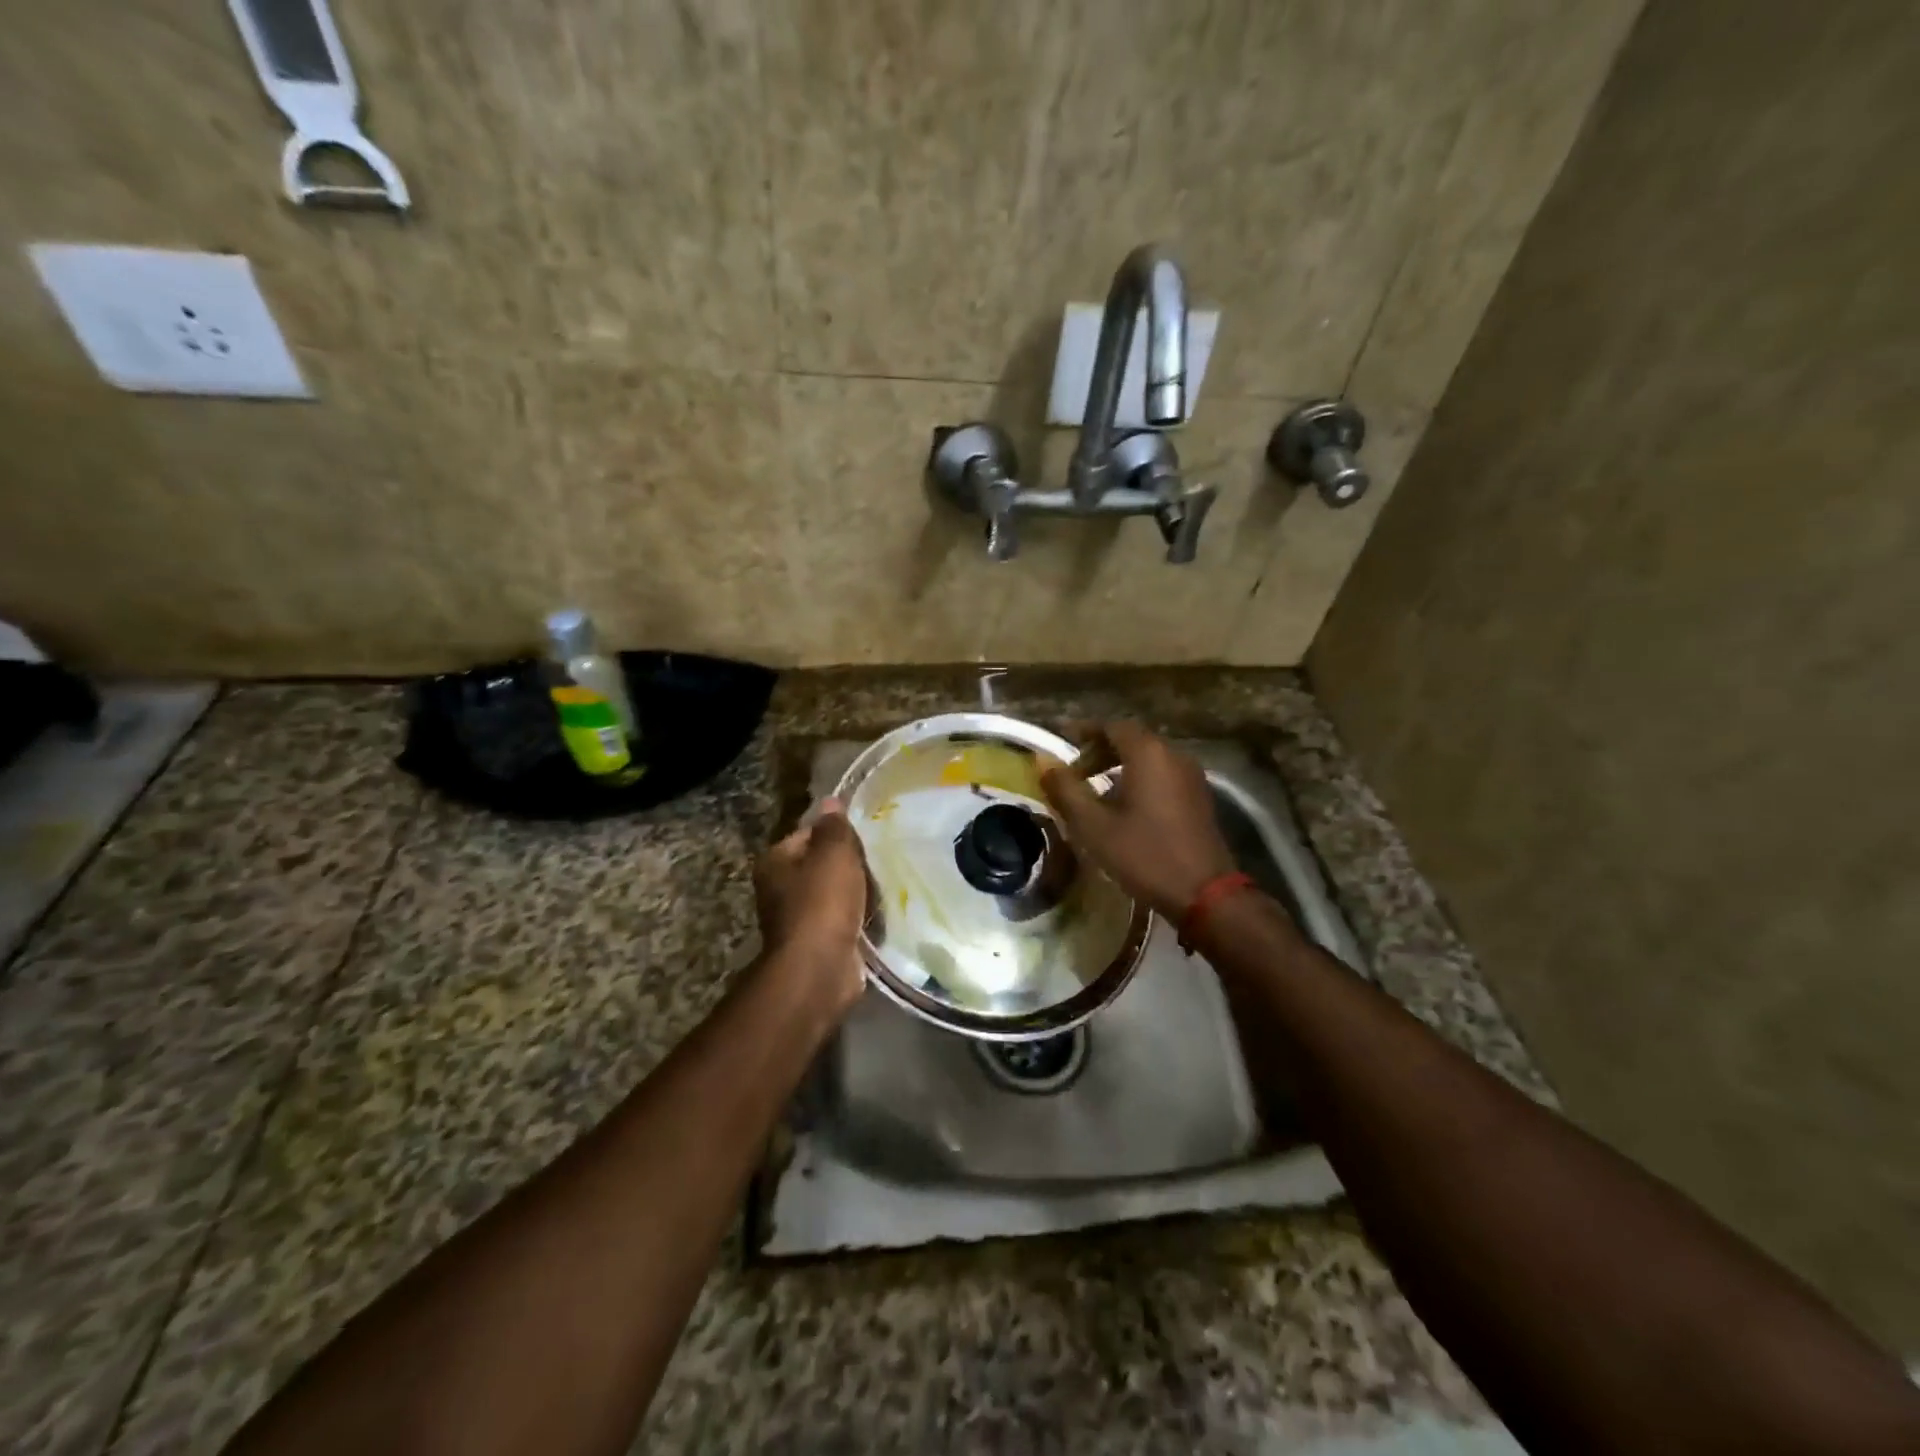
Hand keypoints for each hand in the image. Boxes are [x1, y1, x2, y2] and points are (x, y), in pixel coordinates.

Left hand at [752, 798, 869, 1013]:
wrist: (820, 968)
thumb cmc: (823, 902)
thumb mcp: (834, 853)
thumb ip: (835, 826)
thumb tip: (830, 801)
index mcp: (775, 861)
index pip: (807, 834)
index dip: (836, 832)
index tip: (863, 838)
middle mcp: (778, 889)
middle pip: (819, 865)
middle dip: (847, 865)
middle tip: (877, 861)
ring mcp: (796, 919)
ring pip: (832, 894)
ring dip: (855, 893)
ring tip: (882, 887)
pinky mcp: (816, 943)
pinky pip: (841, 920)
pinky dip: (857, 918)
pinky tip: (877, 915)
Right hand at [1041, 722, 1237, 920]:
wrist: (1205, 894)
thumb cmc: (1144, 855)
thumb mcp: (1094, 825)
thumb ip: (1066, 790)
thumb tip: (1044, 763)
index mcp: (1149, 753)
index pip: (1112, 726)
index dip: (1084, 731)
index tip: (1061, 741)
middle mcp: (1174, 755)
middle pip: (1132, 739)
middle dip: (1099, 750)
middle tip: (1074, 772)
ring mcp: (1191, 776)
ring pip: (1149, 757)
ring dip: (1118, 765)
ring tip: (1093, 789)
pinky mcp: (1198, 797)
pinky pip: (1163, 774)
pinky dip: (1139, 778)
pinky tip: (1123, 806)